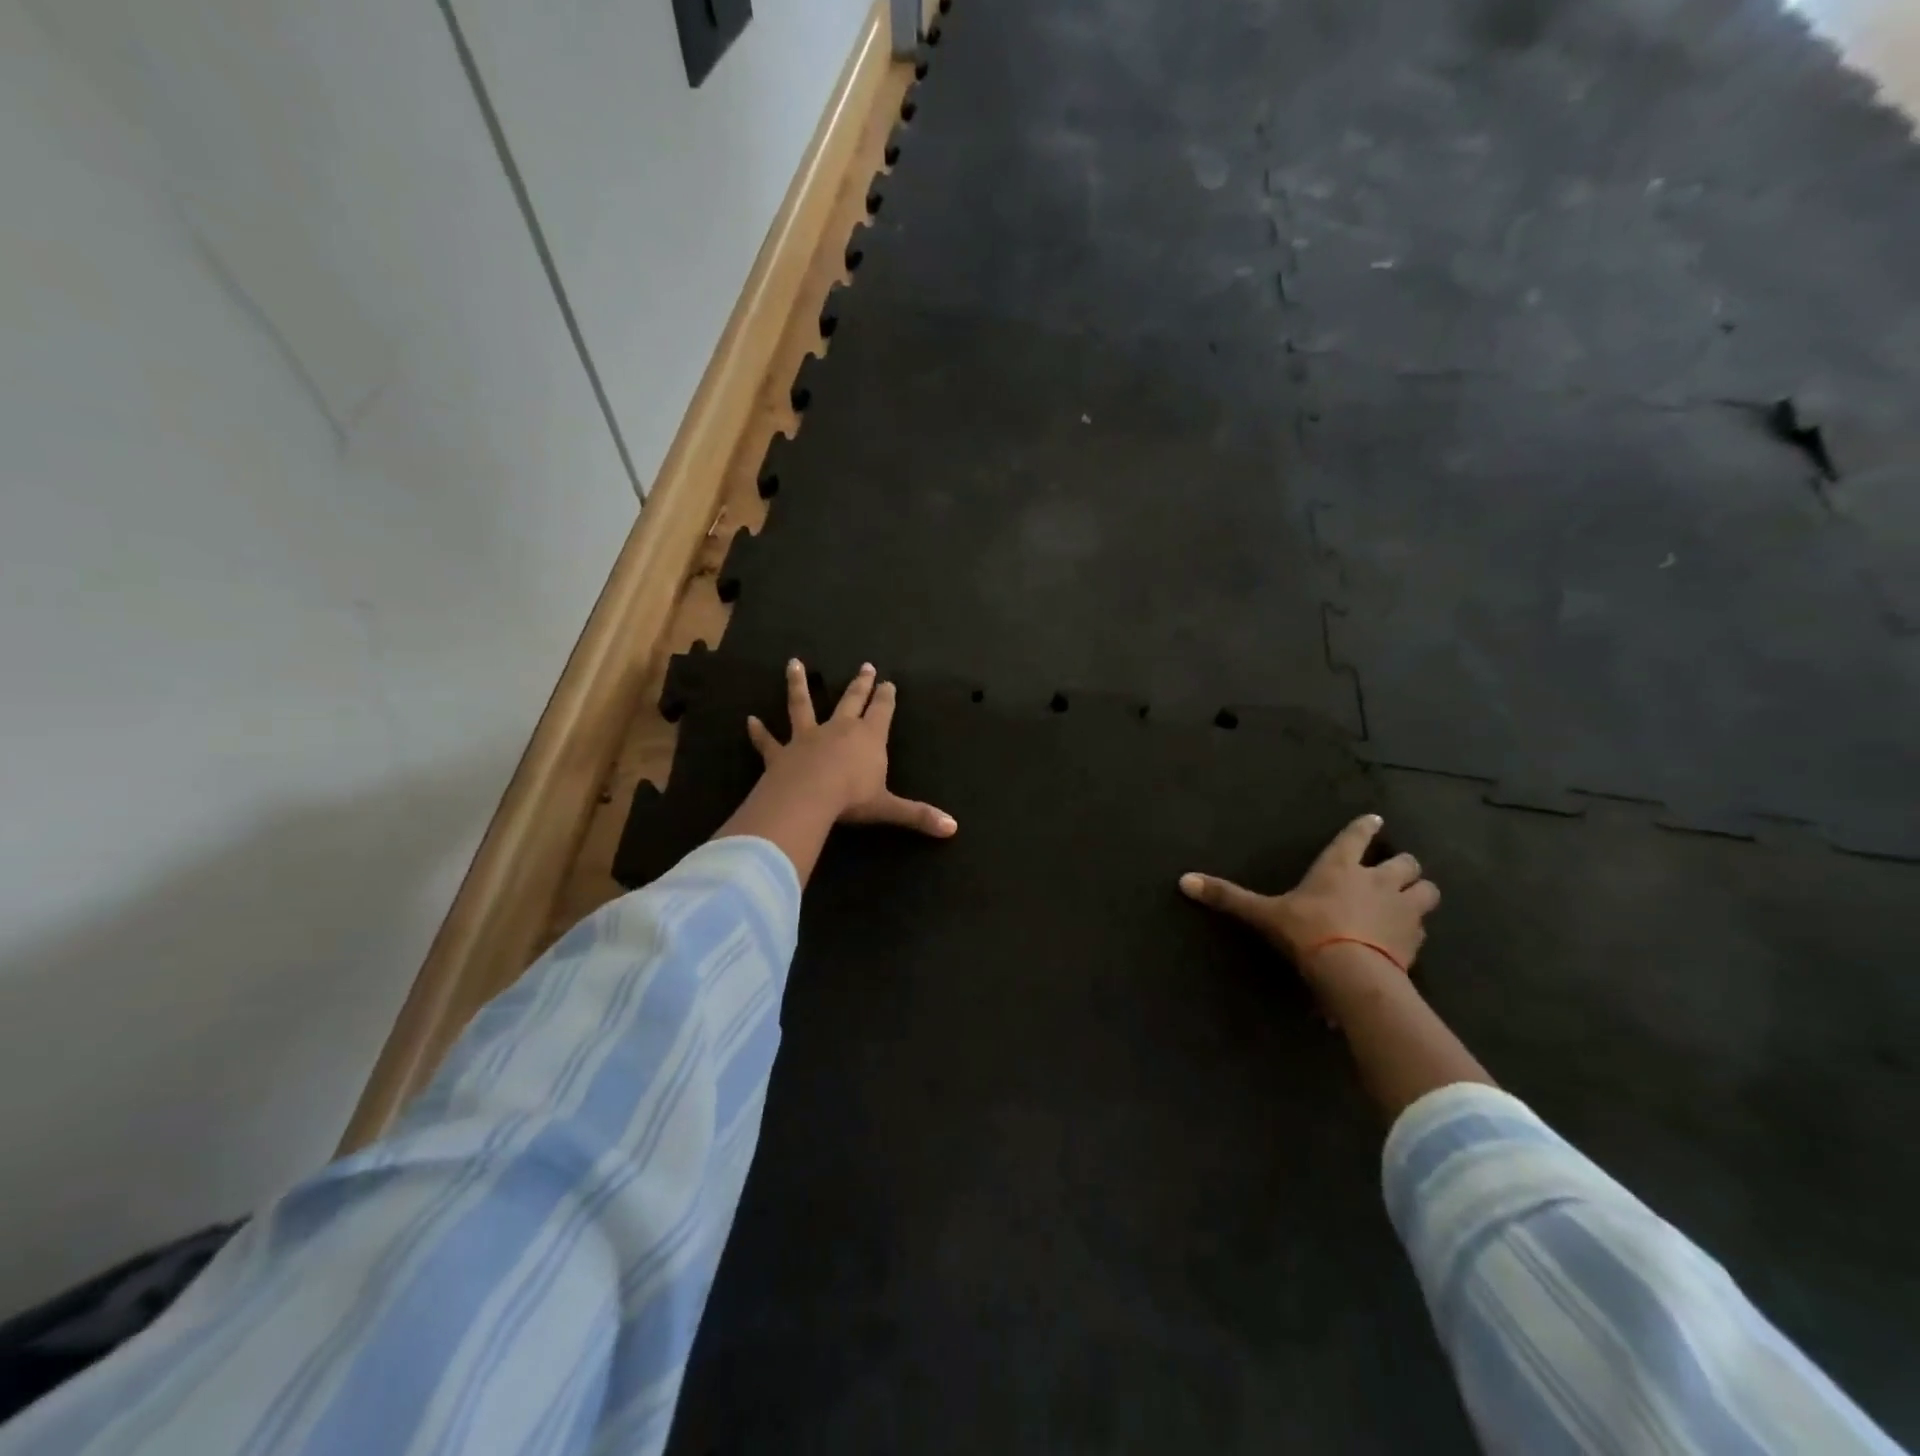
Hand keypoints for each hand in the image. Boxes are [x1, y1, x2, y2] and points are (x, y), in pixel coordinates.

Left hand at [745, 660, 956, 836]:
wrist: (808, 798)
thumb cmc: (852, 799)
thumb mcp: (889, 808)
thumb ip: (918, 816)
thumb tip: (953, 829)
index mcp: (869, 738)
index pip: (881, 711)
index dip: (886, 697)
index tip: (889, 682)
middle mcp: (839, 729)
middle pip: (851, 701)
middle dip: (860, 684)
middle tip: (865, 666)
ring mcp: (807, 737)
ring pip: (802, 706)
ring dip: (798, 685)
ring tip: (794, 663)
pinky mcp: (780, 753)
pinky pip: (768, 741)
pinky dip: (758, 732)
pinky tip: (749, 721)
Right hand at [1178, 814, 1439, 980]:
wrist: (1352, 972)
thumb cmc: (1307, 933)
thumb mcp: (1263, 915)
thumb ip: (1228, 897)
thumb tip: (1183, 880)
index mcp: (1340, 867)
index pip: (1357, 836)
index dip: (1365, 827)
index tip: (1375, 821)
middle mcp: (1377, 880)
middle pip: (1406, 861)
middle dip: (1402, 865)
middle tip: (1393, 872)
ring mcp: (1403, 909)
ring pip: (1427, 890)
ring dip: (1419, 893)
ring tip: (1409, 901)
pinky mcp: (1416, 939)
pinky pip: (1424, 927)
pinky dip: (1417, 928)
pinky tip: (1405, 938)